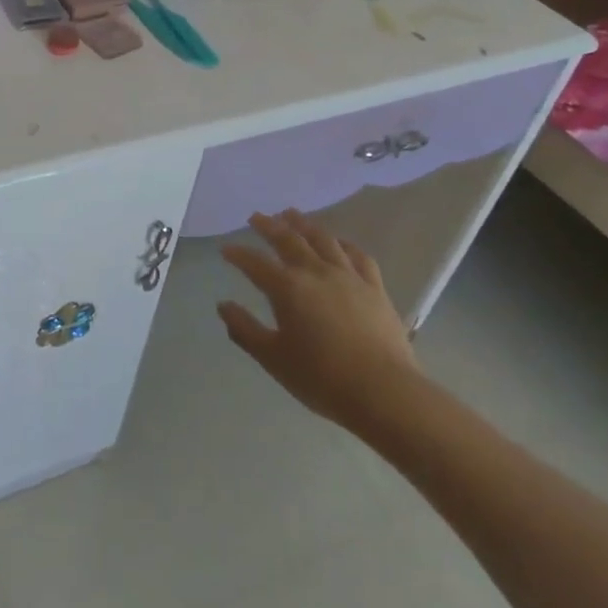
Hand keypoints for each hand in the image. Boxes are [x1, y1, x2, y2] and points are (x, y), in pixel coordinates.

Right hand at [218, 210, 423, 439]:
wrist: (384, 392)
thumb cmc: (322, 378)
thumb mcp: (273, 359)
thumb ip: (245, 330)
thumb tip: (223, 305)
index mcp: (287, 288)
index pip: (255, 264)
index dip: (238, 255)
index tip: (225, 249)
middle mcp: (315, 272)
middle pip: (288, 240)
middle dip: (269, 226)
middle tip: (256, 217)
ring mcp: (347, 276)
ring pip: (322, 239)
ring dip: (303, 224)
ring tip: (291, 214)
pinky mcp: (374, 287)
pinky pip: (357, 256)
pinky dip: (344, 243)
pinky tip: (339, 242)